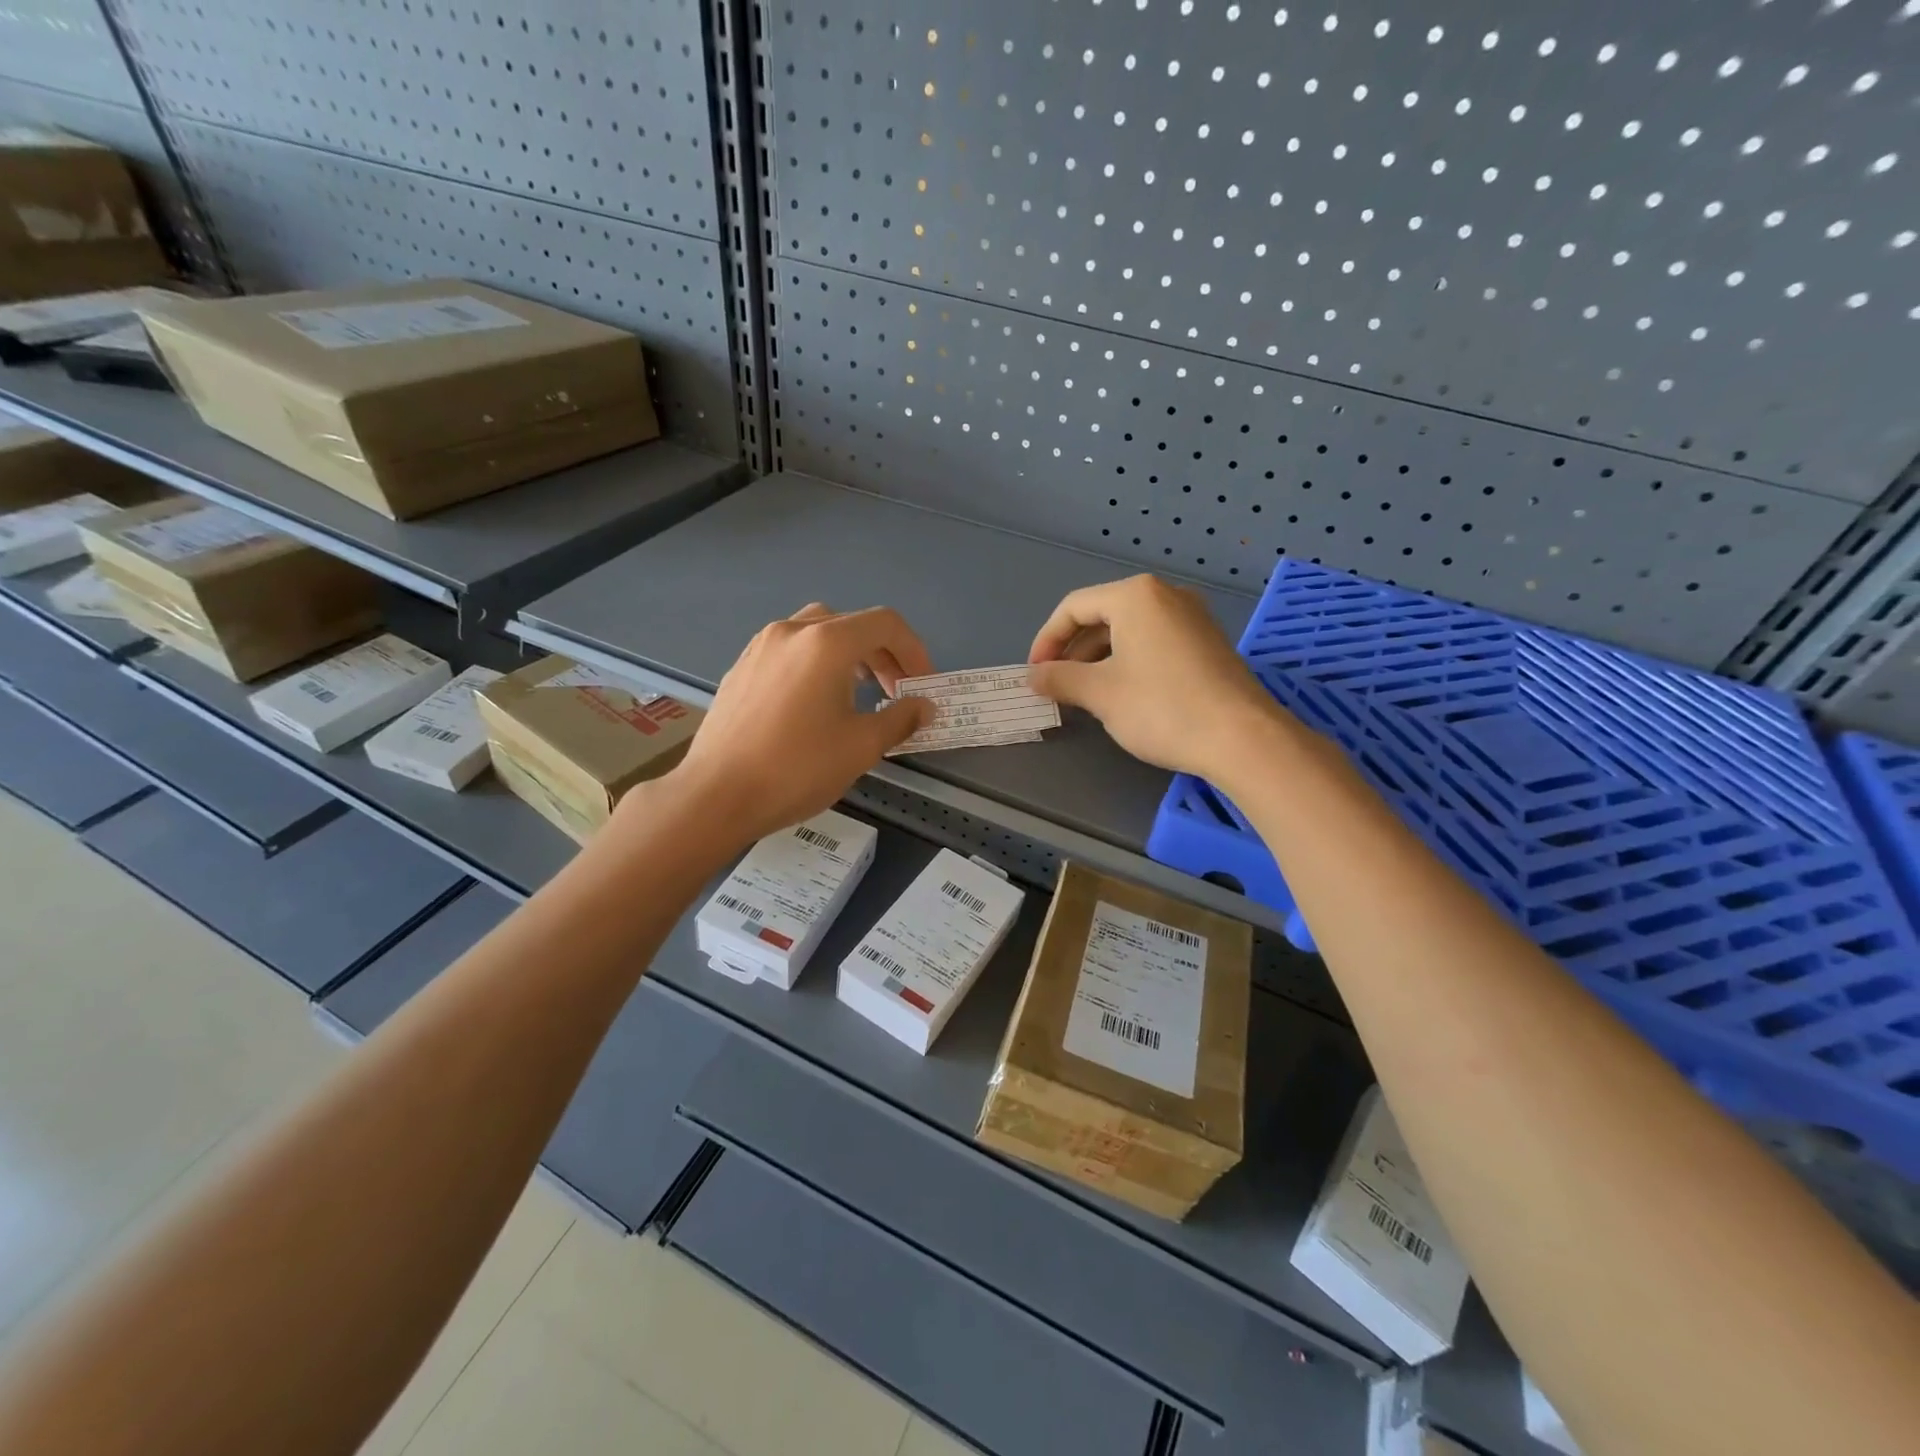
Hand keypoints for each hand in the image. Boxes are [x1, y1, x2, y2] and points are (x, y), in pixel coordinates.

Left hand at [661, 603, 934, 846]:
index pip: (885, 624)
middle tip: (897, 691)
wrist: (716, 795)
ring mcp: (761, 646)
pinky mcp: (742, 667)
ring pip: (818, 632)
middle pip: (852, 624)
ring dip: (850, 655)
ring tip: (860, 691)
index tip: (923, 685)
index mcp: (826, 643)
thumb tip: (923, 707)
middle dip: (884, 654)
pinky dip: (816, 663)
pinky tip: (816, 701)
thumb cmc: (796, 769)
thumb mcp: (861, 746)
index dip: (914, 651)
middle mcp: (792, 631)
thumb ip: (901, 718)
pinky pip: (791, 650)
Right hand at [1027, 575, 1293, 781]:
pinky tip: (1122, 694)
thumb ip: (1060, 678)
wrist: (1242, 737)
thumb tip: (1034, 676)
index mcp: (1135, 596)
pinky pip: (1154, 642)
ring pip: (1130, 631)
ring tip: (1084, 694)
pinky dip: (1128, 662)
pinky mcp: (1207, 643)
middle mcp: (1166, 595)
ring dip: (1099, 659)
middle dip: (1073, 651)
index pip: (1074, 607)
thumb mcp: (1100, 693)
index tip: (1034, 674)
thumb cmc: (1161, 708)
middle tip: (1056, 686)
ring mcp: (1192, 618)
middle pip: (1103, 615)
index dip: (1047, 640)